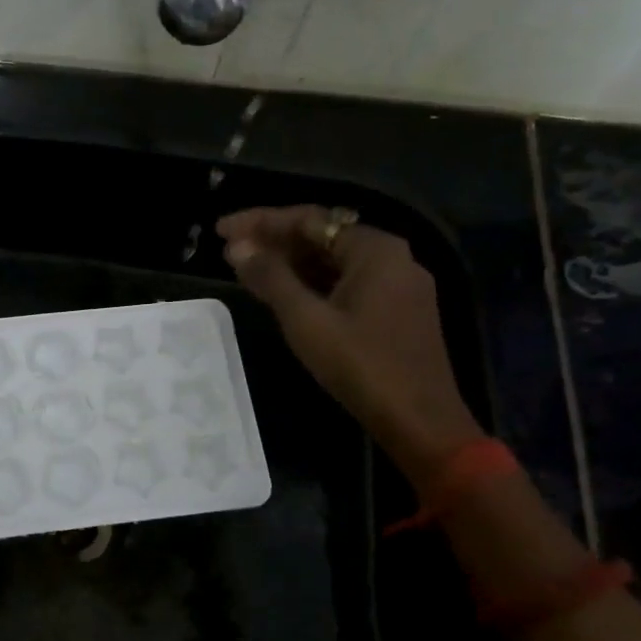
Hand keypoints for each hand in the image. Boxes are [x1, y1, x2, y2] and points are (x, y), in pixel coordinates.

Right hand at [217, 206, 483, 483]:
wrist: (420, 421)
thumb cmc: (361, 365)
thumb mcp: (306, 320)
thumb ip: (271, 278)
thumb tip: (237, 247)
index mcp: (375, 249)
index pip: (309, 220)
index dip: (260, 221)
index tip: (220, 229)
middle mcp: (392, 258)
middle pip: (323, 238)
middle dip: (274, 241)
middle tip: (229, 250)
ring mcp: (397, 286)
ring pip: (334, 263)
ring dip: (291, 264)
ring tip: (247, 268)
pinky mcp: (396, 312)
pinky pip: (346, 285)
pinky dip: (312, 285)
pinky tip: (283, 294)